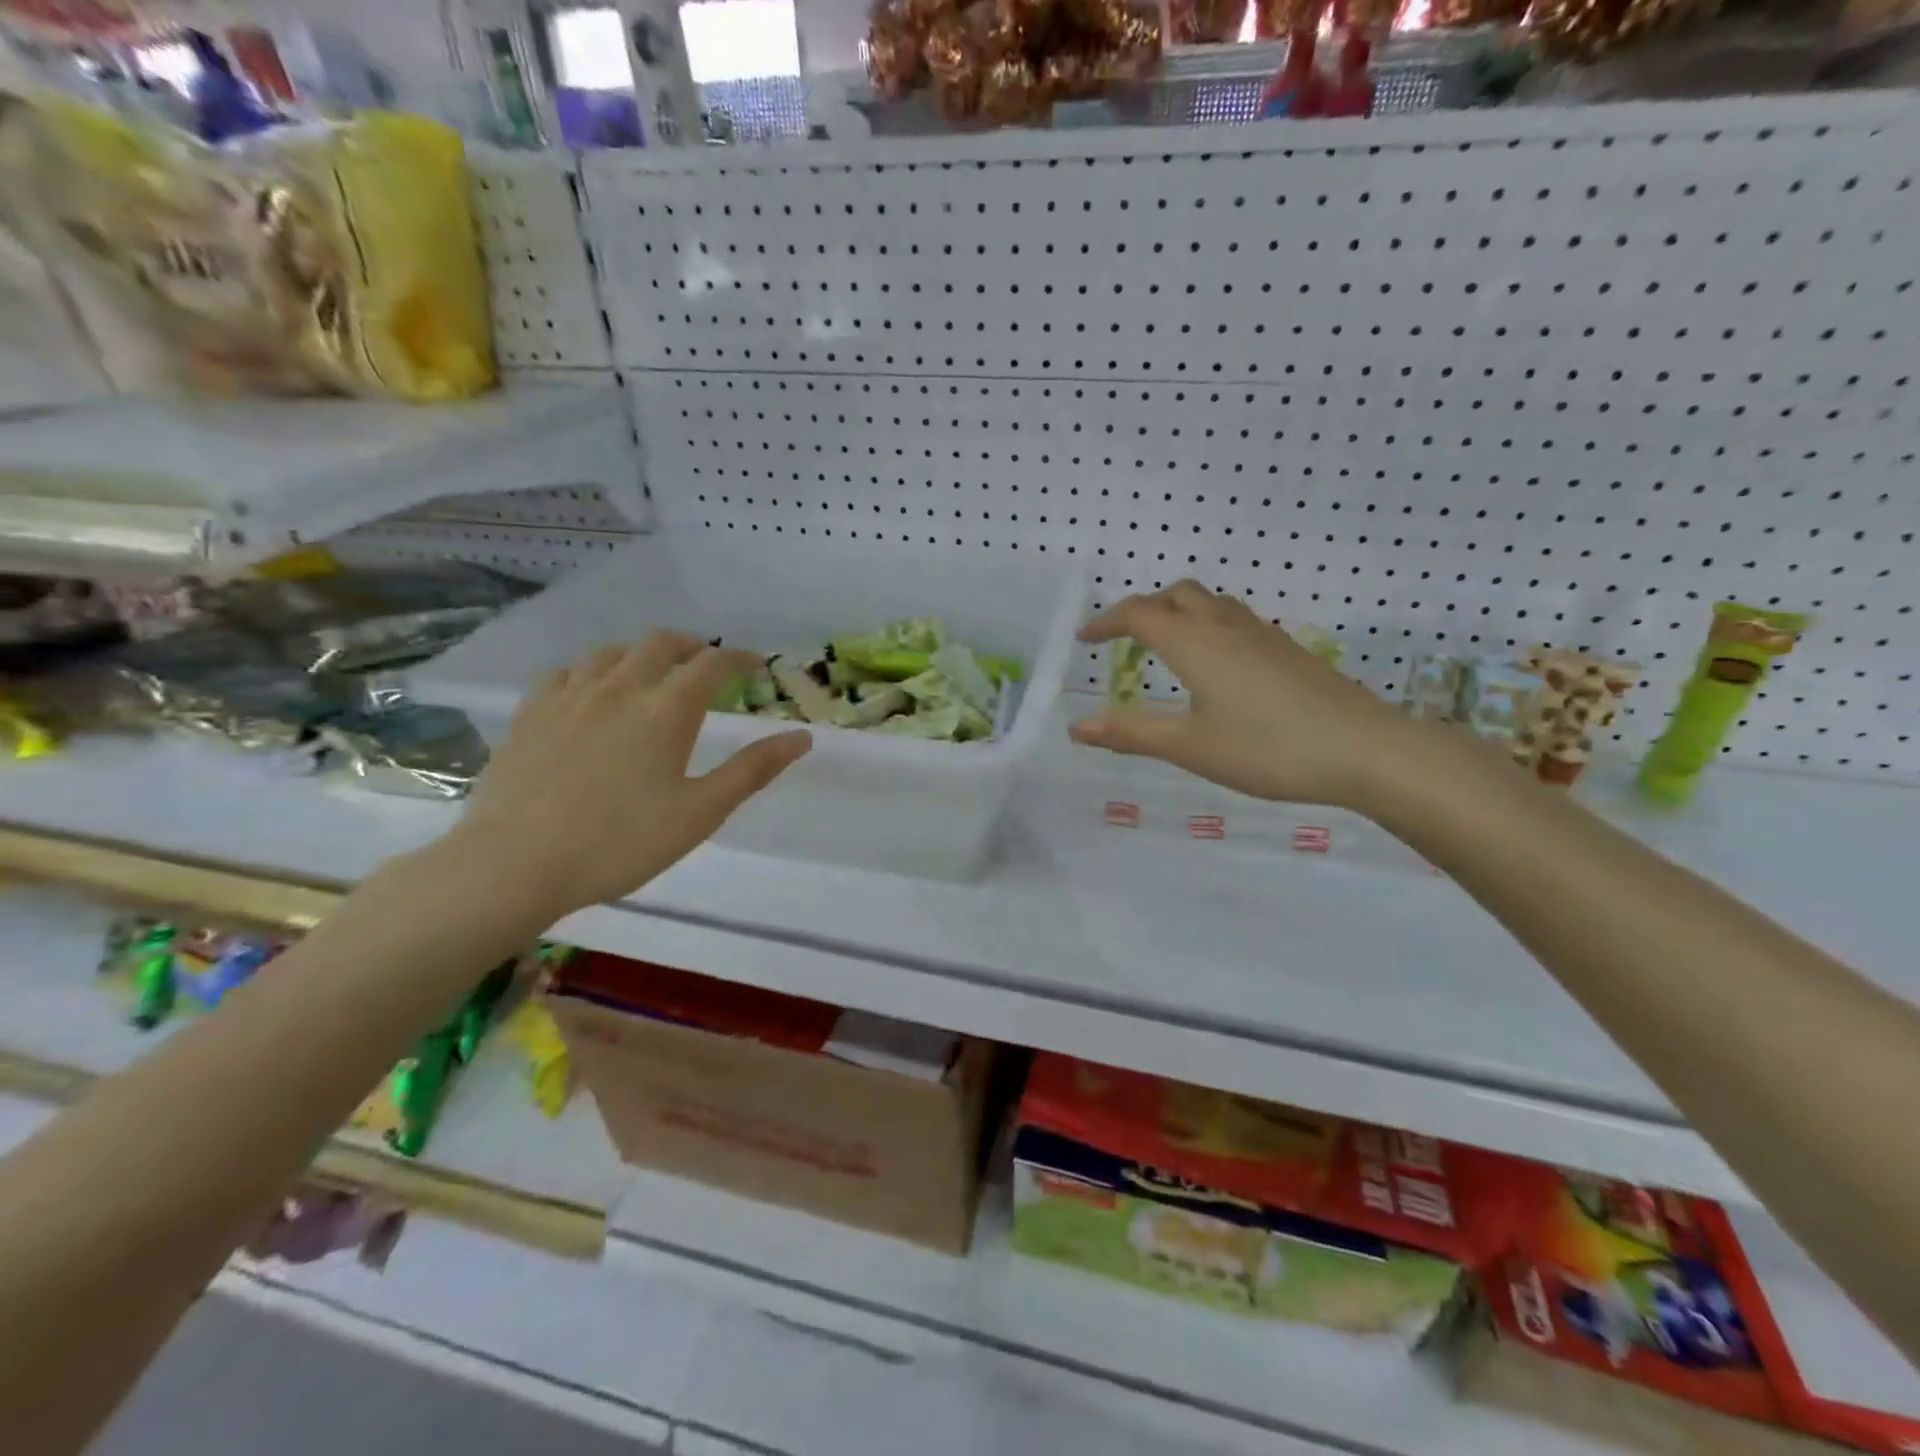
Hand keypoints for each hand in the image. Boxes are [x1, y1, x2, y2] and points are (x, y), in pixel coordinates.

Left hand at [456, 633, 810, 920]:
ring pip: (611, 652)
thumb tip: (802, 738)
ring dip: (641, 653)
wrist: (515, 863)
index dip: (740, 658)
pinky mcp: (530, 713)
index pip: (712, 665)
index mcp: (666, 710)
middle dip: (692, 646)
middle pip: (661, 644)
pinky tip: (590, 691)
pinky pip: (565, 672)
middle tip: (707, 661)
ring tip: (652, 672)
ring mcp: (569, 696)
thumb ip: (752, 770)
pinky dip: (591, 671)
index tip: (757, 663)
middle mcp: (619, 688)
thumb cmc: (620, 842)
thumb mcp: (700, 812)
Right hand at [1070, 581, 1410, 809]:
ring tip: (1167, 649)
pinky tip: (1217, 669)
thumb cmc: (1266, 748)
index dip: (1106, 622)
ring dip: (1180, 614)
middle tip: (1126, 641)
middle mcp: (1225, 626)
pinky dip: (1209, 628)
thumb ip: (1131, 734)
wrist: (1364, 749)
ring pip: (1211, 603)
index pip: (1139, 613)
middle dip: (1144, 609)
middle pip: (1176, 594)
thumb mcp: (1189, 746)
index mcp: (1194, 642)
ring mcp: (1262, 634)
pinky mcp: (1288, 650)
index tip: (1085, 640)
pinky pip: (1236, 621)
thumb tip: (1076, 728)